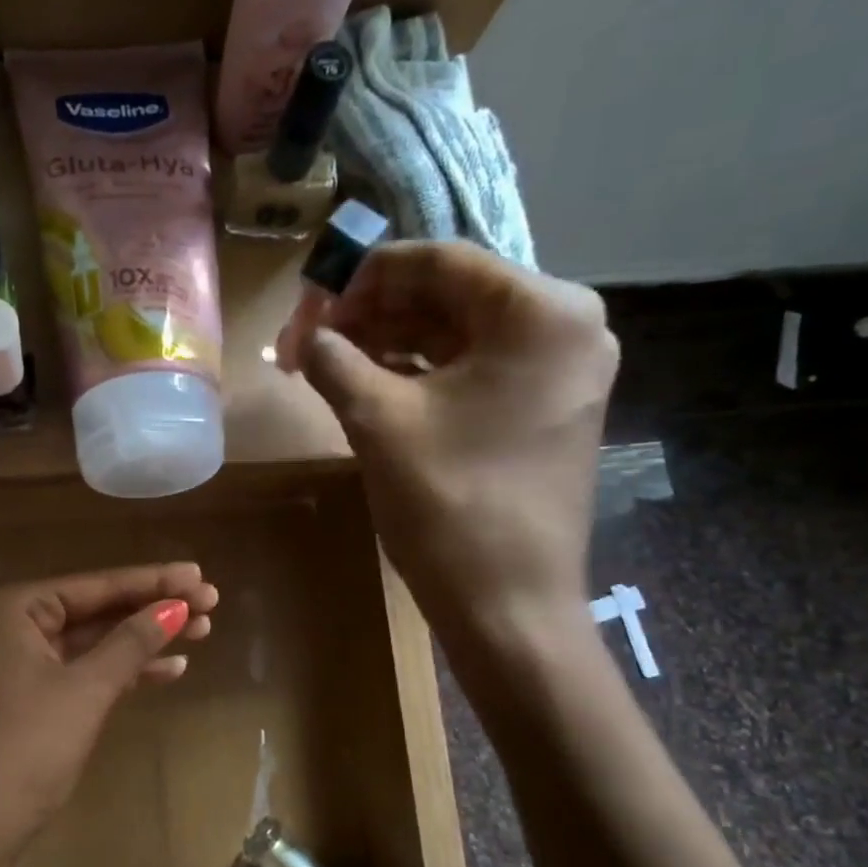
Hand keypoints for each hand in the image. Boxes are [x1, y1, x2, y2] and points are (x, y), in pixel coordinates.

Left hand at [0, 564, 217, 866]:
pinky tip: (169, 669)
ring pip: (92, 641)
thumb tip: (177, 606)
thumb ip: (131, 643)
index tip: (201, 574)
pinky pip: (81, 671)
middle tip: (212, 602)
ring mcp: (16, 663)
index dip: (153, 581)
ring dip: (143, 639)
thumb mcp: (84, 691)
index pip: (95, 585)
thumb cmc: (22, 751)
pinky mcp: (27, 698)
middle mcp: (9, 624)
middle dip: (152, 608)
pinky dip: (121, 671)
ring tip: (203, 632)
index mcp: (11, 607)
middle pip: (95, 609)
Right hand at [294, 241, 618, 637]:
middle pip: (448, 295)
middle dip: (372, 313)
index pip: (436, 262)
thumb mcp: (377, 420)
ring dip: (389, 342)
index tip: (307, 306)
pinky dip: (419, 371)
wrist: (508, 604)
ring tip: (328, 363)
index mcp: (540, 312)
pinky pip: (472, 368)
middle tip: (310, 340)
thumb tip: (303, 335)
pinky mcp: (543, 407)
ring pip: (457, 333)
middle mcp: (564, 326)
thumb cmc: (449, 504)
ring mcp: (559, 370)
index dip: (361, 278)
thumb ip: (333, 359)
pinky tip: (367, 383)